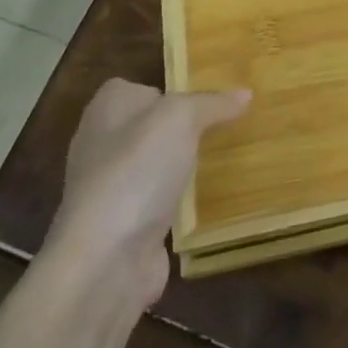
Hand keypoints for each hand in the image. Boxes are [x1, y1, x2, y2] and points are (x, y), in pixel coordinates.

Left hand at [46, 78, 249, 307]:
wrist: (106, 259)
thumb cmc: (137, 169)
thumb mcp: (181, 118)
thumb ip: (212, 103)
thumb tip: (244, 93)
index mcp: (107, 108)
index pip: (142, 87)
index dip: (173, 90)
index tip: (210, 97)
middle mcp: (102, 144)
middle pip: (152, 126)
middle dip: (185, 129)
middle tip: (227, 126)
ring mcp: (111, 188)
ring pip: (157, 165)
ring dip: (184, 167)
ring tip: (227, 159)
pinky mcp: (125, 226)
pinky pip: (161, 202)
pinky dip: (181, 203)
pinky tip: (210, 201)